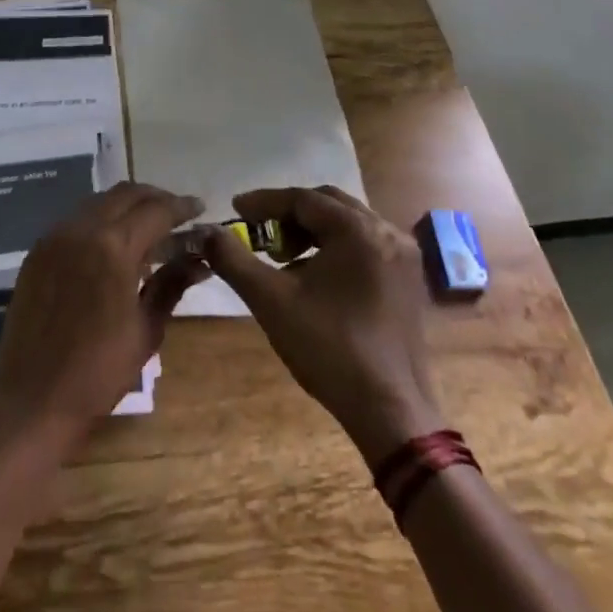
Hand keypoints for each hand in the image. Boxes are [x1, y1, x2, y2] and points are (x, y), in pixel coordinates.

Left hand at [0, 184, 207, 450]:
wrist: (31, 398)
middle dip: (154, 198)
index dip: (181, 207)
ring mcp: (54, 237)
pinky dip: (100, 220)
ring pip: (98, 202)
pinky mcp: (38, 250)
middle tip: (177, 214)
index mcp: (113, 247)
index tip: (200, 208)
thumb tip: (199, 259)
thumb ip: (171, 284)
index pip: (155, 210)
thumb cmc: (98, 372)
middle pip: (125, 195)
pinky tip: (113, 243)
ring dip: (126, 206)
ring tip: (149, 227)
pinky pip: (75, 220)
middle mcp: (81, 229)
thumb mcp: (146, 329)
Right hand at [200, 186, 446, 467]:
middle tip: (258, 233)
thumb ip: (233, 258)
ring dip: (311, 231)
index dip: (264, 202)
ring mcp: (404, 256)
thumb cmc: (329, 350)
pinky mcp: (408, 279)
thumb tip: (204, 232)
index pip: (303, 198)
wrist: (391, 413)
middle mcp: (387, 232)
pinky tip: (314, 276)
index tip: (235, 209)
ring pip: (347, 223)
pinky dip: (334, 247)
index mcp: (358, 231)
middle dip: (289, 214)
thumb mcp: (270, 300)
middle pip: (328, 204)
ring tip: (283, 257)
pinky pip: (364, 244)